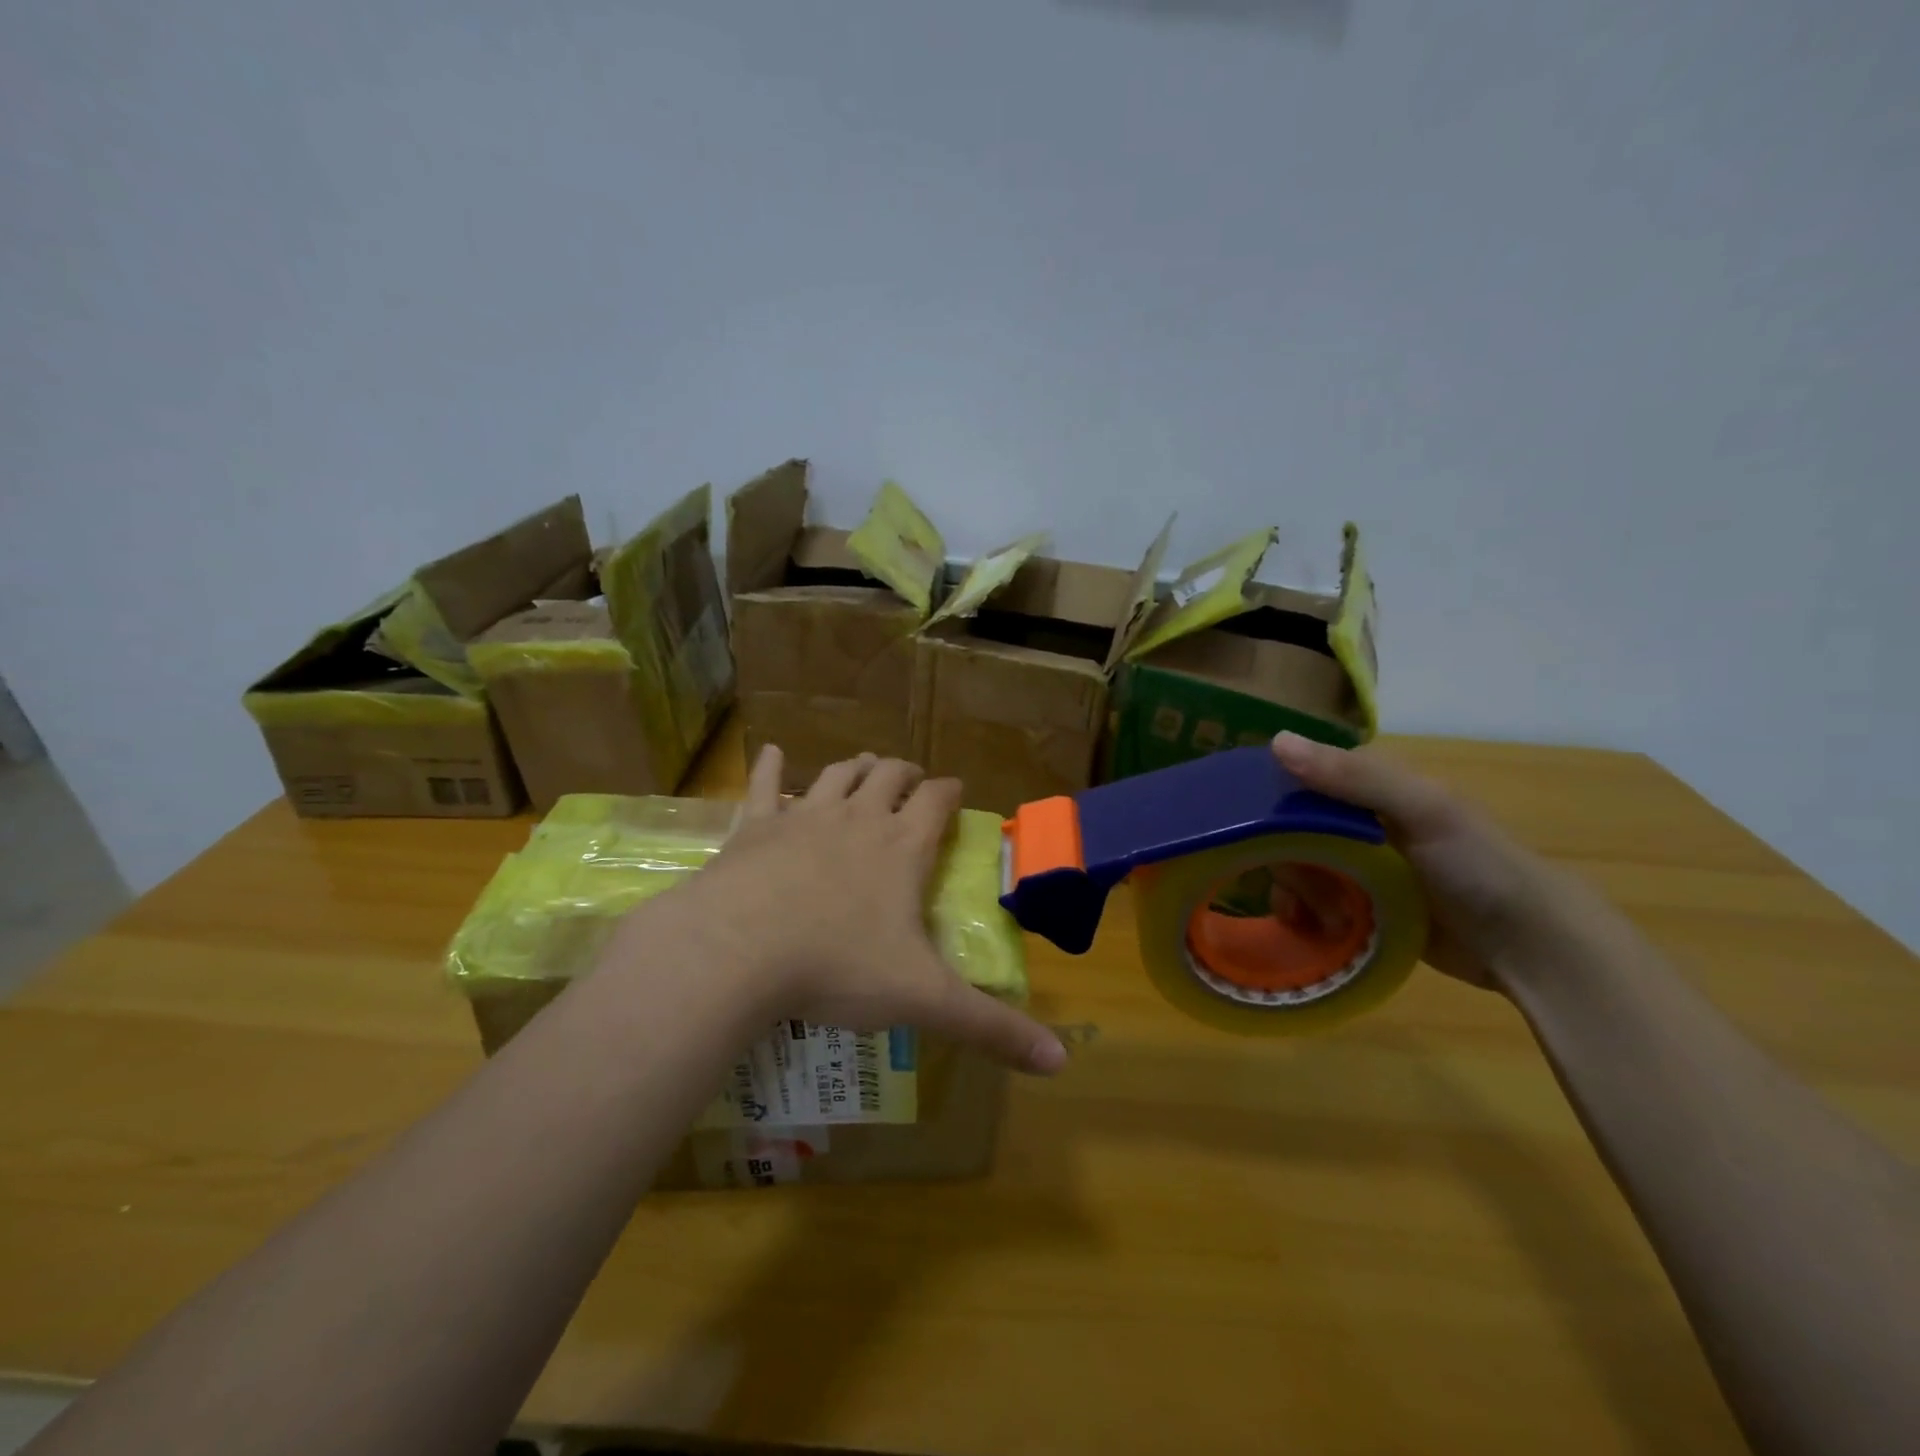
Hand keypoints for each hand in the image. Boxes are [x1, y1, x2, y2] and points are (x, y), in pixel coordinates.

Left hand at [669, 746, 1067, 1074]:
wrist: (738, 951)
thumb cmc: (837, 968)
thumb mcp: (923, 1000)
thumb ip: (990, 1028)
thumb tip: (1060, 1062)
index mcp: (902, 847)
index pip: (936, 801)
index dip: (949, 791)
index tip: (955, 790)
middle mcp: (857, 818)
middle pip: (888, 776)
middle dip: (905, 773)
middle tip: (912, 780)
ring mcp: (803, 816)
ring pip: (837, 775)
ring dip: (855, 767)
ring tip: (864, 766)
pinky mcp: (755, 827)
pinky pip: (764, 784)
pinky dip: (770, 765)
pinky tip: (773, 751)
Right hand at [1269, 732, 1579, 991]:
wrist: (1529, 947)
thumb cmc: (1479, 866)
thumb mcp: (1422, 810)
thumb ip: (1353, 777)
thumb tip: (1276, 741)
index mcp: (1370, 789)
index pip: (1297, 781)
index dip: (1272, 802)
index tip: (1256, 832)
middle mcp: (1356, 823)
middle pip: (1289, 831)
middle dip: (1287, 861)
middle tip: (1303, 890)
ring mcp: (1356, 867)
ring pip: (1294, 869)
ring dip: (1295, 893)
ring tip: (1315, 919)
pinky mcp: (1358, 907)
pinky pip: (1309, 904)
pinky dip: (1303, 916)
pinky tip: (1312, 930)